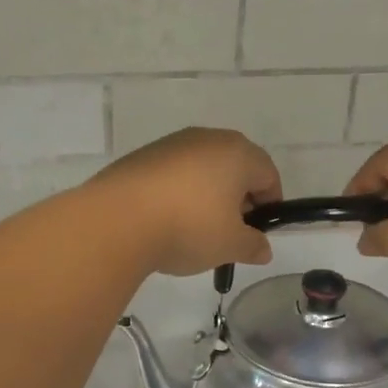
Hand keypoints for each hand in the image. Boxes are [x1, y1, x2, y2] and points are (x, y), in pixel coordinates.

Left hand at [87, 128, 281, 275]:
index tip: (257, 232)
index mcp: (238, 153)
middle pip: (235, 166)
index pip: (268, 174)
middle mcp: (207, 139)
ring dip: (206, 193)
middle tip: (228, 231)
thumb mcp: (229, 245)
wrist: (118, 219)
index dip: (269, 204)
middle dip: (238, 197)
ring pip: (202, 167)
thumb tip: (262, 248)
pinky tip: (164, 219)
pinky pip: (173, 172)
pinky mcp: (142, 155)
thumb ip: (252, 245)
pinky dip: (177, 191)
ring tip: (193, 228)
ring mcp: (172, 143)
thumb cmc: (188, 227)